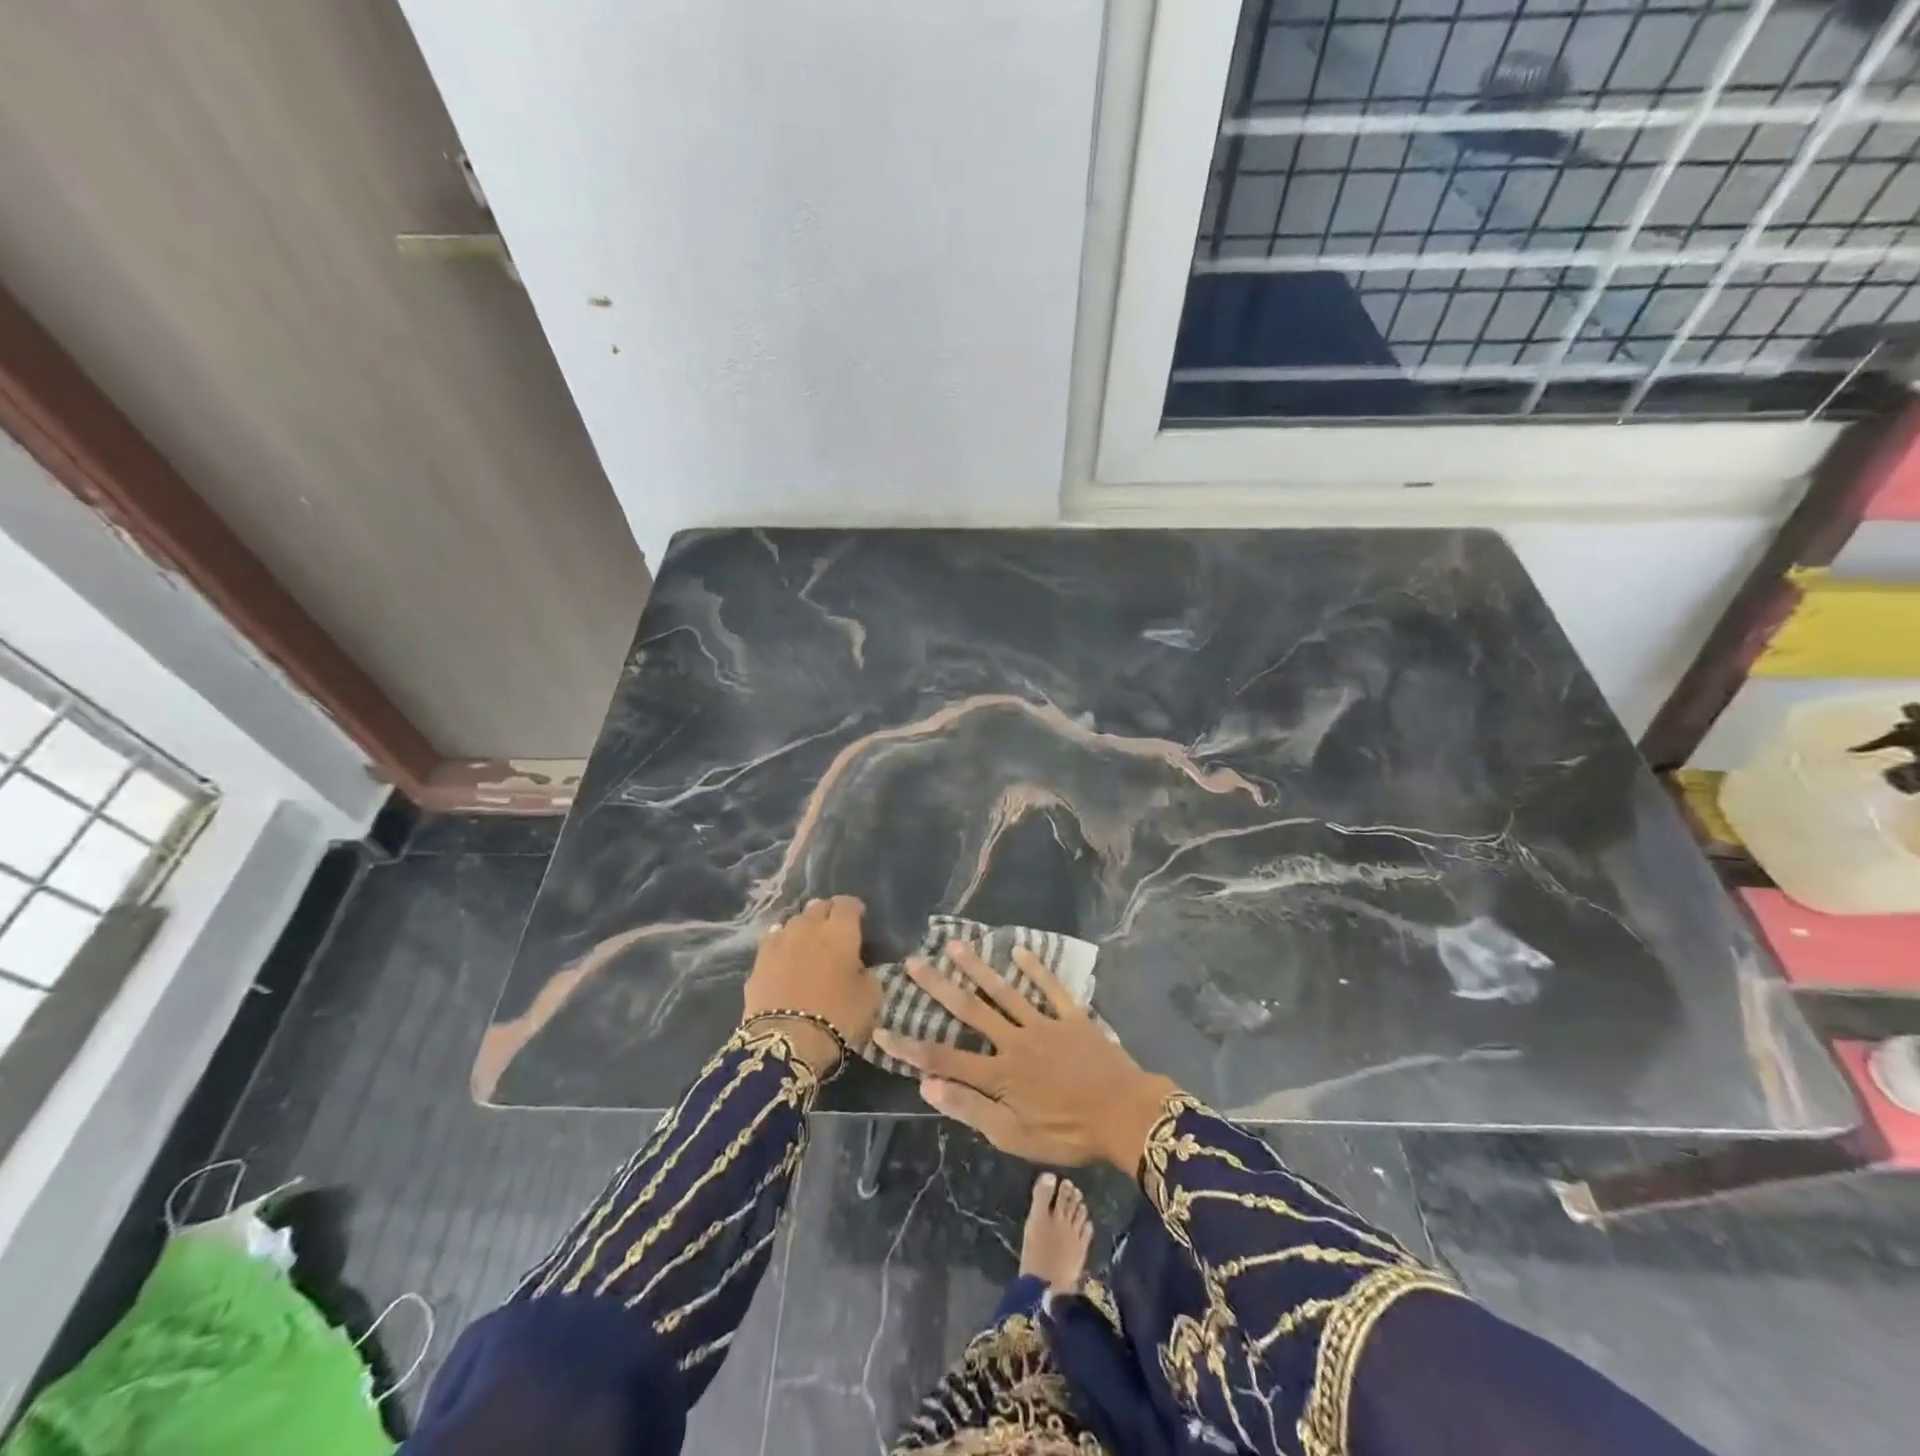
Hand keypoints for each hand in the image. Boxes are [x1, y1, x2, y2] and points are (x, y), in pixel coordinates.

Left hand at [742, 896, 876, 1074]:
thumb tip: (857, 967)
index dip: (854, 908)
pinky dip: (782, 942)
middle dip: (828, 913)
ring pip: (794, 921)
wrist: (786, 1042)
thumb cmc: (838, 1016)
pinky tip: (785, 952)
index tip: (859, 917)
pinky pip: (773, 940)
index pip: (847, 904)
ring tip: (809, 940)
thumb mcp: (870, 997)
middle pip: (818, 907)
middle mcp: (808, 928)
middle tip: (834, 929)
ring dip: (804, 926)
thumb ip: (866, 973)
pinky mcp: (759, 961)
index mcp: (840, 932)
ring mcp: (780, 942)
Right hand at [872, 942, 1179, 1172]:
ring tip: (954, 945)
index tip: (881, 1030)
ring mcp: (1043, 1024)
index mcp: (999, 1073)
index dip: (910, 1046)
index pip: (943, 1058)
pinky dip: (1035, 968)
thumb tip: (927, 1086)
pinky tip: (1018, 950)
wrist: (1124, 1116)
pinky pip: (1050, 988)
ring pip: (1004, 991)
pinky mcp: (1071, 1017)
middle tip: (914, 961)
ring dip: (977, 968)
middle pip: (970, 1010)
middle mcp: (1014, 1040)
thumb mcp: (1014, 1137)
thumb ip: (971, 1109)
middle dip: (938, 986)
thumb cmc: (1067, 1134)